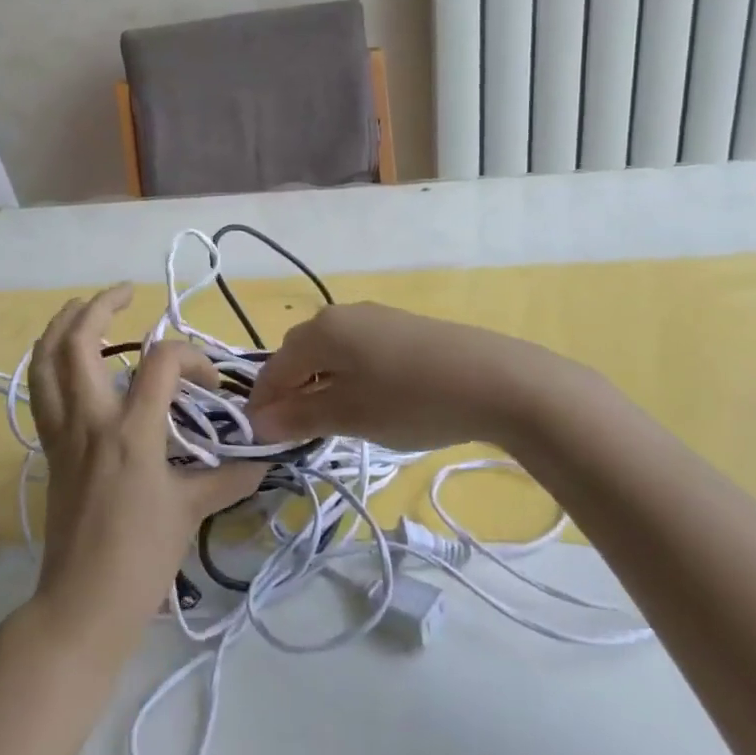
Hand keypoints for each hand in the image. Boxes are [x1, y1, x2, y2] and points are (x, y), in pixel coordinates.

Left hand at [25, 285, 261, 657]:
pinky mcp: (50, 448)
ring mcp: (62, 433)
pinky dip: (49, 361)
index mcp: (131, 432)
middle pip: (78, 342)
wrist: (83, 604)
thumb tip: (264, 458)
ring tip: (83, 306)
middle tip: (126, 293)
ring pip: (44, 361)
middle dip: (100, 306)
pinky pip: (41, 390)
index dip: (191, 358)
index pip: (160, 362)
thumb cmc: (141, 558)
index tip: (210, 385)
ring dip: (61, 325)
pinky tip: (67, 357)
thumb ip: (229, 477)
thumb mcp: (191, 512)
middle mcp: (89, 421)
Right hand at [246, 303, 609, 451]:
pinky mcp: (403, 326)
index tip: (260, 440)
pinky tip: (370, 399)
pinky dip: (349, 374)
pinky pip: (358, 349)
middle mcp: (341, 314)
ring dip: (320, 383)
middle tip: (296, 432)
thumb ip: (299, 417)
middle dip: (290, 392)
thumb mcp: (350, 415)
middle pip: (299, 354)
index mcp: (321, 331)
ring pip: (330, 351)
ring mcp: (375, 316)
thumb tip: (257, 423)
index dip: (262, 405)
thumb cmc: (412, 400)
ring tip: (334, 419)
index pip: (274, 369)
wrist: (497, 380)